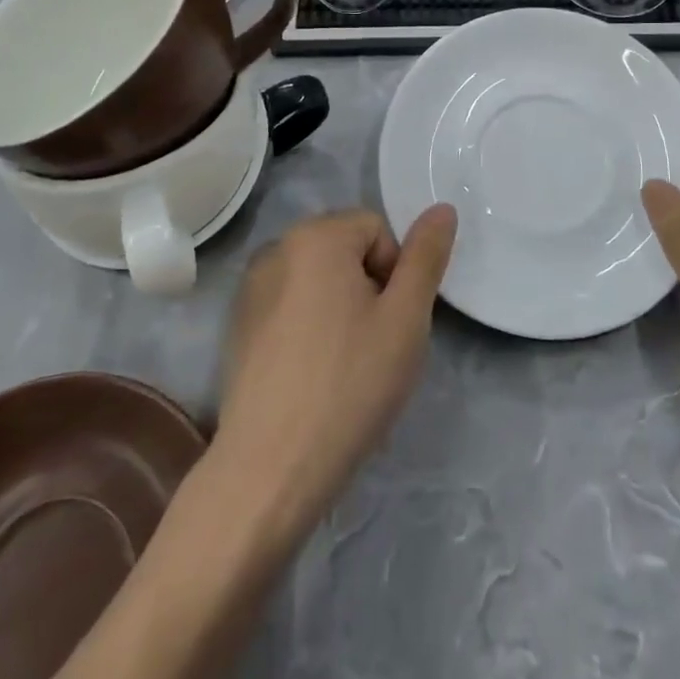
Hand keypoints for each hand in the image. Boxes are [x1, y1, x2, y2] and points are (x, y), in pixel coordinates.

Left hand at [214, 205, 456, 537]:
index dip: (395, 273)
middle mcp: (276, 248)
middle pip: (345, 250)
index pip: (377, 229)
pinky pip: (289, 307)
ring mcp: (250, 288)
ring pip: (318, 281)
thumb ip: (426, 257)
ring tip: (343, 366)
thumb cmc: (349, 385)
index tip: (391, 324)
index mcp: (315, 236)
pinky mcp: (237, 327)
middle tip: (373, 347)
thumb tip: (442, 208)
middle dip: (367, 288)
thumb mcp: (406, 319)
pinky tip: (311, 378)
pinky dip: (307, 329)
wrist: (269, 471)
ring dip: (339, 309)